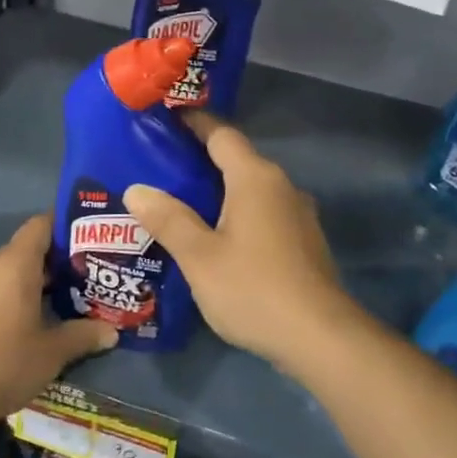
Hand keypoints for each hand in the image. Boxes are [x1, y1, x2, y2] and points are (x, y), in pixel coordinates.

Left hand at [0, 215, 115, 431]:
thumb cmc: (2, 364)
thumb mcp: (52, 353)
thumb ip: (84, 335)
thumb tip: (112, 331)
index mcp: (14, 264)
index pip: (42, 224)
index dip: (67, 227)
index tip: (93, 240)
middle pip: (30, 248)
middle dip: (61, 260)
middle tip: (92, 275)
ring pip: (13, 271)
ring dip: (40, 282)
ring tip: (72, 299)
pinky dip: (19, 295)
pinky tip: (39, 320)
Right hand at [124, 113, 357, 370]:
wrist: (320, 337)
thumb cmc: (253, 288)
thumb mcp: (199, 256)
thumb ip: (167, 219)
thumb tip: (136, 189)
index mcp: (255, 178)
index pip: (222, 134)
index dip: (194, 123)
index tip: (166, 120)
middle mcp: (281, 186)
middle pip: (237, 160)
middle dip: (201, 160)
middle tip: (160, 169)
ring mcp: (298, 214)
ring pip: (251, 189)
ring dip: (220, 191)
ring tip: (182, 204)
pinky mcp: (304, 242)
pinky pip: (264, 213)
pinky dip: (238, 214)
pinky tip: (217, 237)